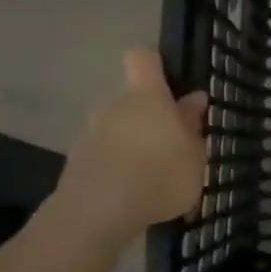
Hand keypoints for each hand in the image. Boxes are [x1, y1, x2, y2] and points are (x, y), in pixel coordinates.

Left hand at [45, 49, 207, 249]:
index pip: (143, 57)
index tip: (172, 83)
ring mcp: (90, 133)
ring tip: (155, 176)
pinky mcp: (76, 161)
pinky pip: (105, 154)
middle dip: (151, 116)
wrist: (96, 214)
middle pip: (132, 98)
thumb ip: (192, 125)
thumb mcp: (194, 155)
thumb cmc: (159, 175)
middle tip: (173, 145)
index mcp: (146, 95)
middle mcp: (113, 105)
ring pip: (118, 127)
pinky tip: (134, 194)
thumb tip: (194, 99)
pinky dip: (118, 166)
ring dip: (134, 143)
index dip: (156, 64)